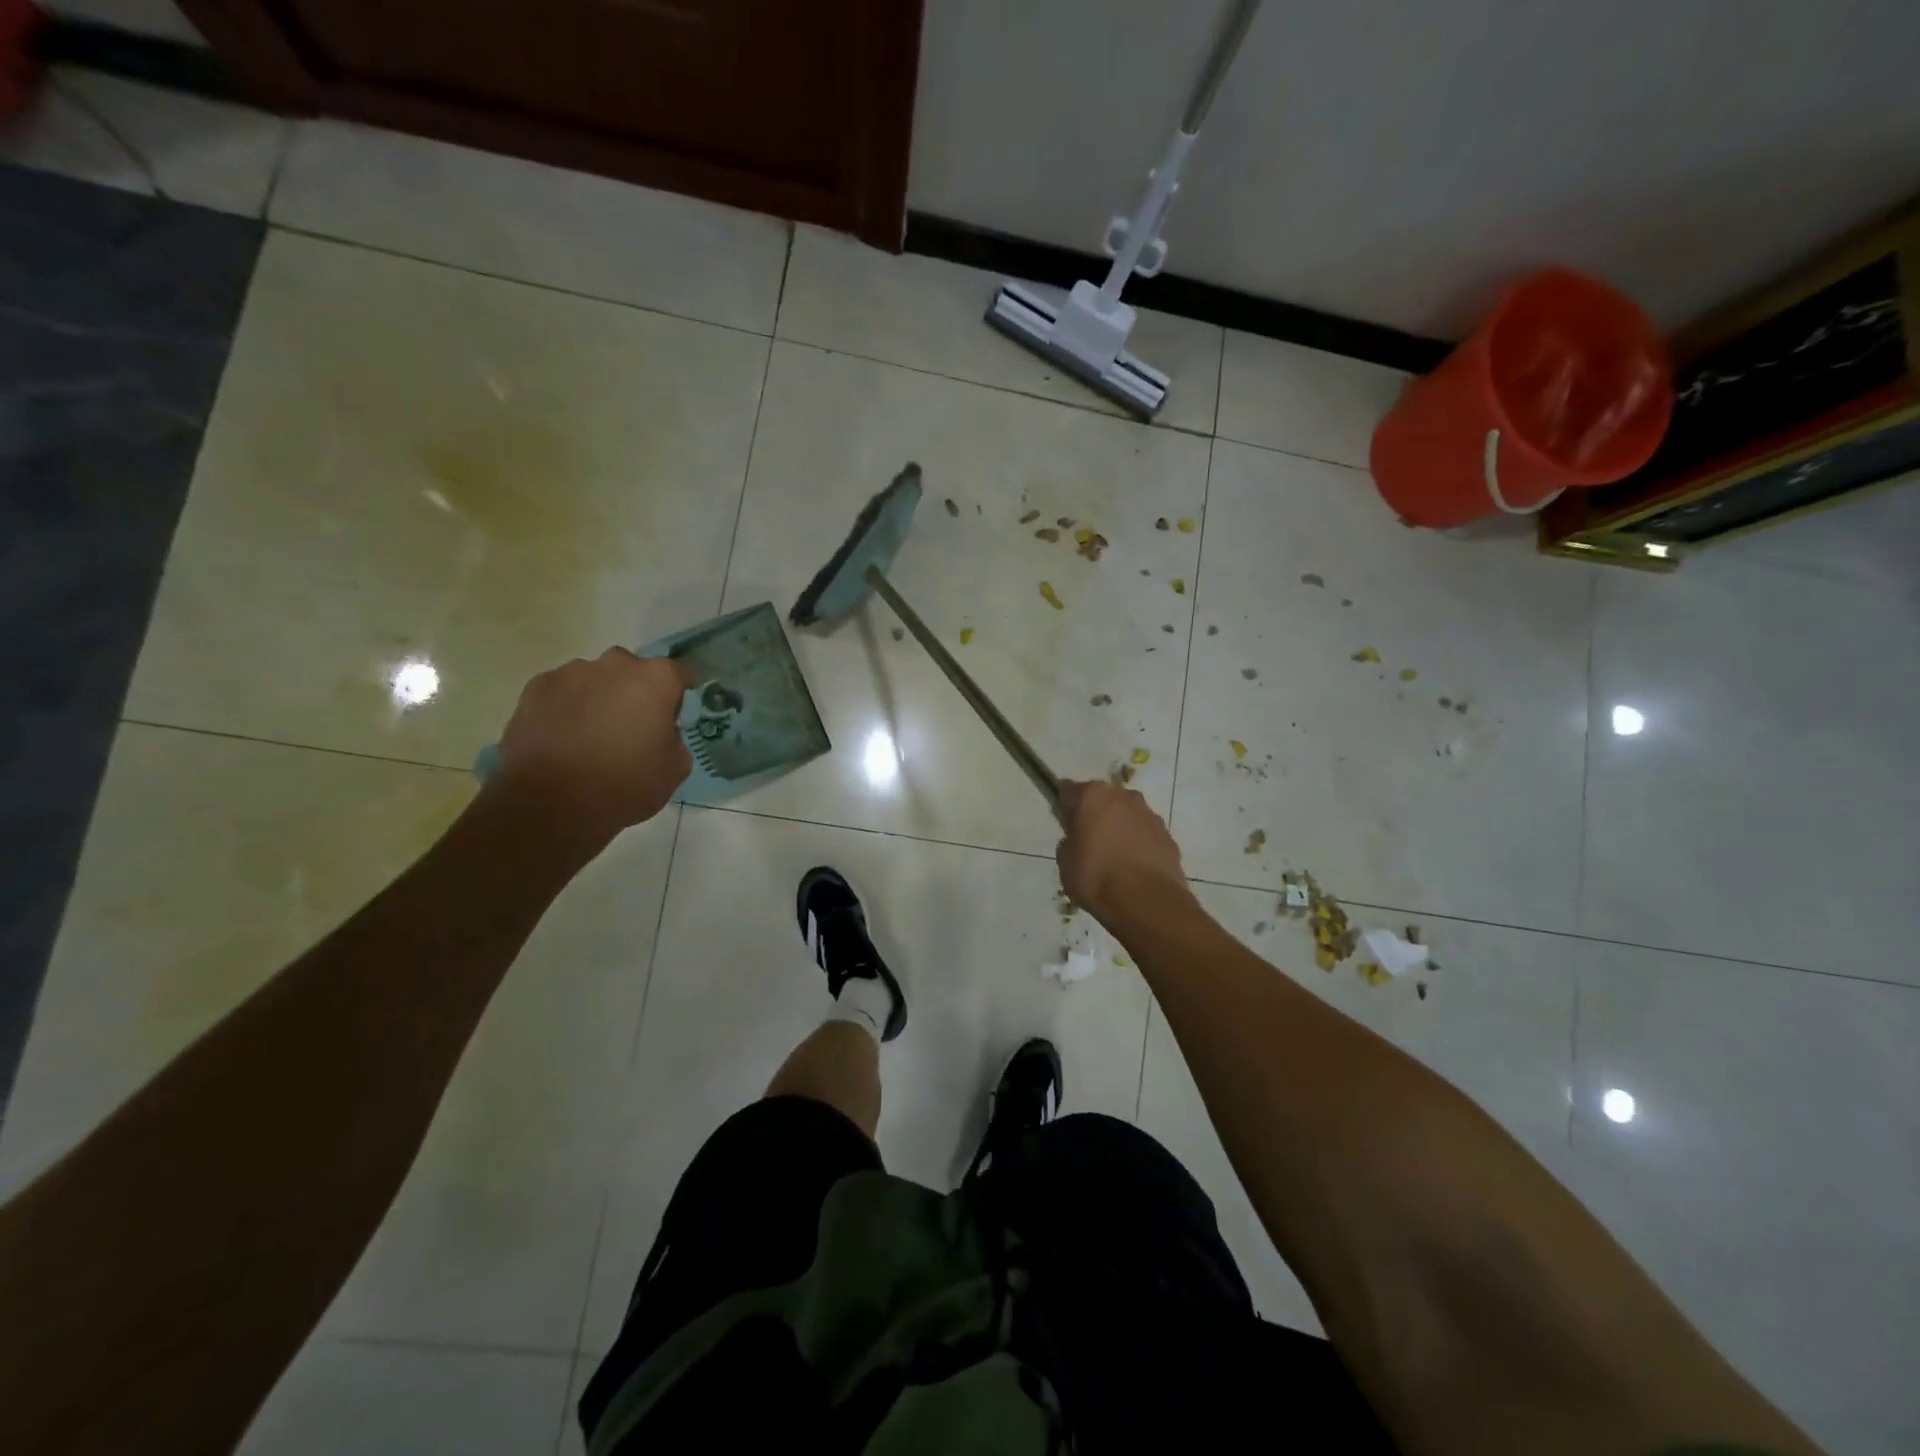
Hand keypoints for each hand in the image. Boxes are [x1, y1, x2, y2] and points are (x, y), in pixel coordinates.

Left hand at [488, 649, 691, 854]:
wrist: (549, 804)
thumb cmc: (624, 785)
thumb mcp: (674, 769)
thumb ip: (675, 739)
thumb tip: (662, 732)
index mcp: (655, 679)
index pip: (679, 673)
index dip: (679, 695)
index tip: (675, 716)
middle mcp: (615, 664)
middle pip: (634, 671)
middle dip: (636, 693)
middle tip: (632, 729)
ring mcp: (571, 673)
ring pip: (596, 680)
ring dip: (600, 699)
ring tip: (591, 738)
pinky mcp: (535, 688)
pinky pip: (562, 693)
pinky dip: (567, 708)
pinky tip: (562, 740)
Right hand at [1055, 780, 1194, 926]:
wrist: (1146, 902)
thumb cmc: (1096, 876)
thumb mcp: (1065, 861)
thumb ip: (1070, 841)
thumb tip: (1079, 839)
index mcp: (1093, 796)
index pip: (1070, 792)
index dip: (1065, 808)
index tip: (1064, 825)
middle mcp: (1124, 797)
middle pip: (1104, 800)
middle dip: (1096, 815)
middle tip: (1089, 841)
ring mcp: (1150, 816)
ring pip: (1128, 816)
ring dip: (1120, 829)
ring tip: (1114, 859)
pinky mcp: (1169, 837)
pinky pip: (1146, 836)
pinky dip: (1139, 845)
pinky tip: (1133, 869)